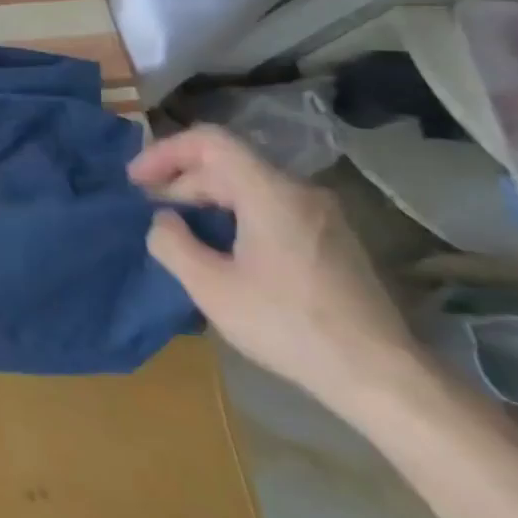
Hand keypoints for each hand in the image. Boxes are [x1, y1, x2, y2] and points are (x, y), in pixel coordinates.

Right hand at [129, 125, 420, 418]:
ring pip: (250, 185)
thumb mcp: (210, 287)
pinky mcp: (332, 239)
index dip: (164, 152)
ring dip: (206, 198)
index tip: (135, 181)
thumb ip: (172, 243)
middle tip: (150, 210)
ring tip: (179, 228)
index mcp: (270, 193)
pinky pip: (270, 206)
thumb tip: (164, 221)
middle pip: (228, 163)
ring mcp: (322, 215)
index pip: (209, 142)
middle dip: (181, 179)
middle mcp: (300, 192)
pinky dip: (234, 212)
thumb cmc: (288, 325)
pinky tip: (220, 246)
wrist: (381, 376)